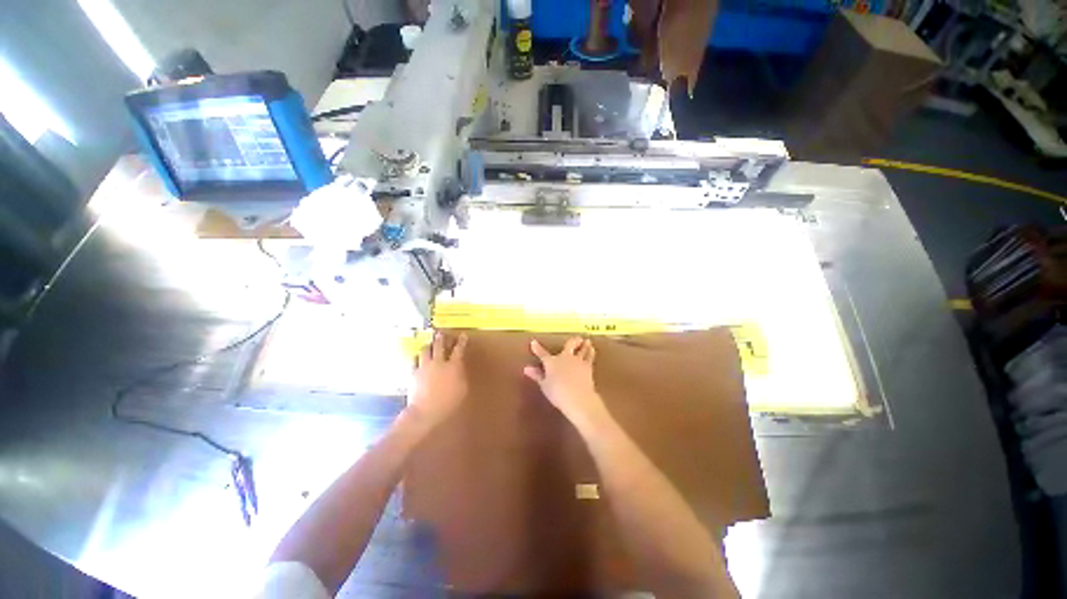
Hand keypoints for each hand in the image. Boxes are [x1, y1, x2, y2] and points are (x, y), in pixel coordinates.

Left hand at [408, 332, 468, 427]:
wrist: (425, 412)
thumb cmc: (449, 403)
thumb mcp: (462, 389)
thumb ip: (460, 376)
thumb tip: (458, 369)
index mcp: (453, 366)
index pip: (459, 349)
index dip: (461, 341)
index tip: (463, 335)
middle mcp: (439, 362)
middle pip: (439, 345)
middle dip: (441, 338)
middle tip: (441, 333)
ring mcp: (424, 367)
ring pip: (425, 350)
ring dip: (428, 346)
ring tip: (429, 344)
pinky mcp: (413, 373)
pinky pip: (415, 361)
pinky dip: (418, 358)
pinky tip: (418, 359)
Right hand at [524, 337, 607, 429]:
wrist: (578, 397)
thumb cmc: (557, 393)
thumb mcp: (544, 386)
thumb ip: (537, 375)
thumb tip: (526, 368)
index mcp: (551, 362)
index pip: (542, 354)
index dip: (537, 348)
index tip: (533, 342)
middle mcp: (565, 357)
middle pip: (569, 345)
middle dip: (573, 341)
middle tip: (578, 338)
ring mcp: (577, 361)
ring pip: (582, 349)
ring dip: (584, 345)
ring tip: (588, 341)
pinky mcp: (588, 366)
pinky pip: (590, 357)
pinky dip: (591, 353)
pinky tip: (592, 351)